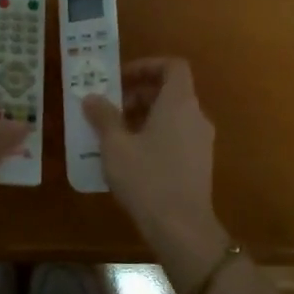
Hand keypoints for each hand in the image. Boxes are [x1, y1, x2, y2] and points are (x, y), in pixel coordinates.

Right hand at [82, 58, 226, 271]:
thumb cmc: (147, 178)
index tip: (121, 78)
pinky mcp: (200, 163)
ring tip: (115, 133)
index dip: (147, 66)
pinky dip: (155, 134)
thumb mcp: (115, 145)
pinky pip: (177, 135)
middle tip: (110, 107)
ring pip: (173, 115)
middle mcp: (196, 116)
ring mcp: (202, 141)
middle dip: (139, 93)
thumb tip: (91, 97)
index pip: (173, 66)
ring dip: (145, 115)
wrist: (182, 228)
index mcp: (179, 103)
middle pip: (171, 90)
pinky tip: (131, 156)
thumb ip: (103, 116)